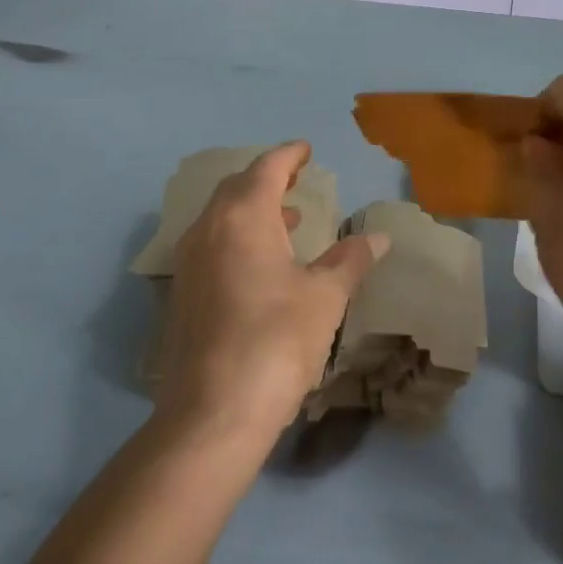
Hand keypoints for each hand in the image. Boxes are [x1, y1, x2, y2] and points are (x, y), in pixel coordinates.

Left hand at [163, 143, 388, 439]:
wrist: (212, 413)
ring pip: (220, 218)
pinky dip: (239, 238)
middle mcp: (208, 230)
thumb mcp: (325, 296)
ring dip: (253, 210)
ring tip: (289, 219)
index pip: (266, 169)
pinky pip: (212, 245)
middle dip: (267, 178)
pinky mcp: (183, 296)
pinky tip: (264, 264)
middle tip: (296, 179)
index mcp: (243, 217)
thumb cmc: (276, 339)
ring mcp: (189, 264)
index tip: (307, 150)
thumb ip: (350, 260)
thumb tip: (378, 237)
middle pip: (236, 188)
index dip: (289, 155)